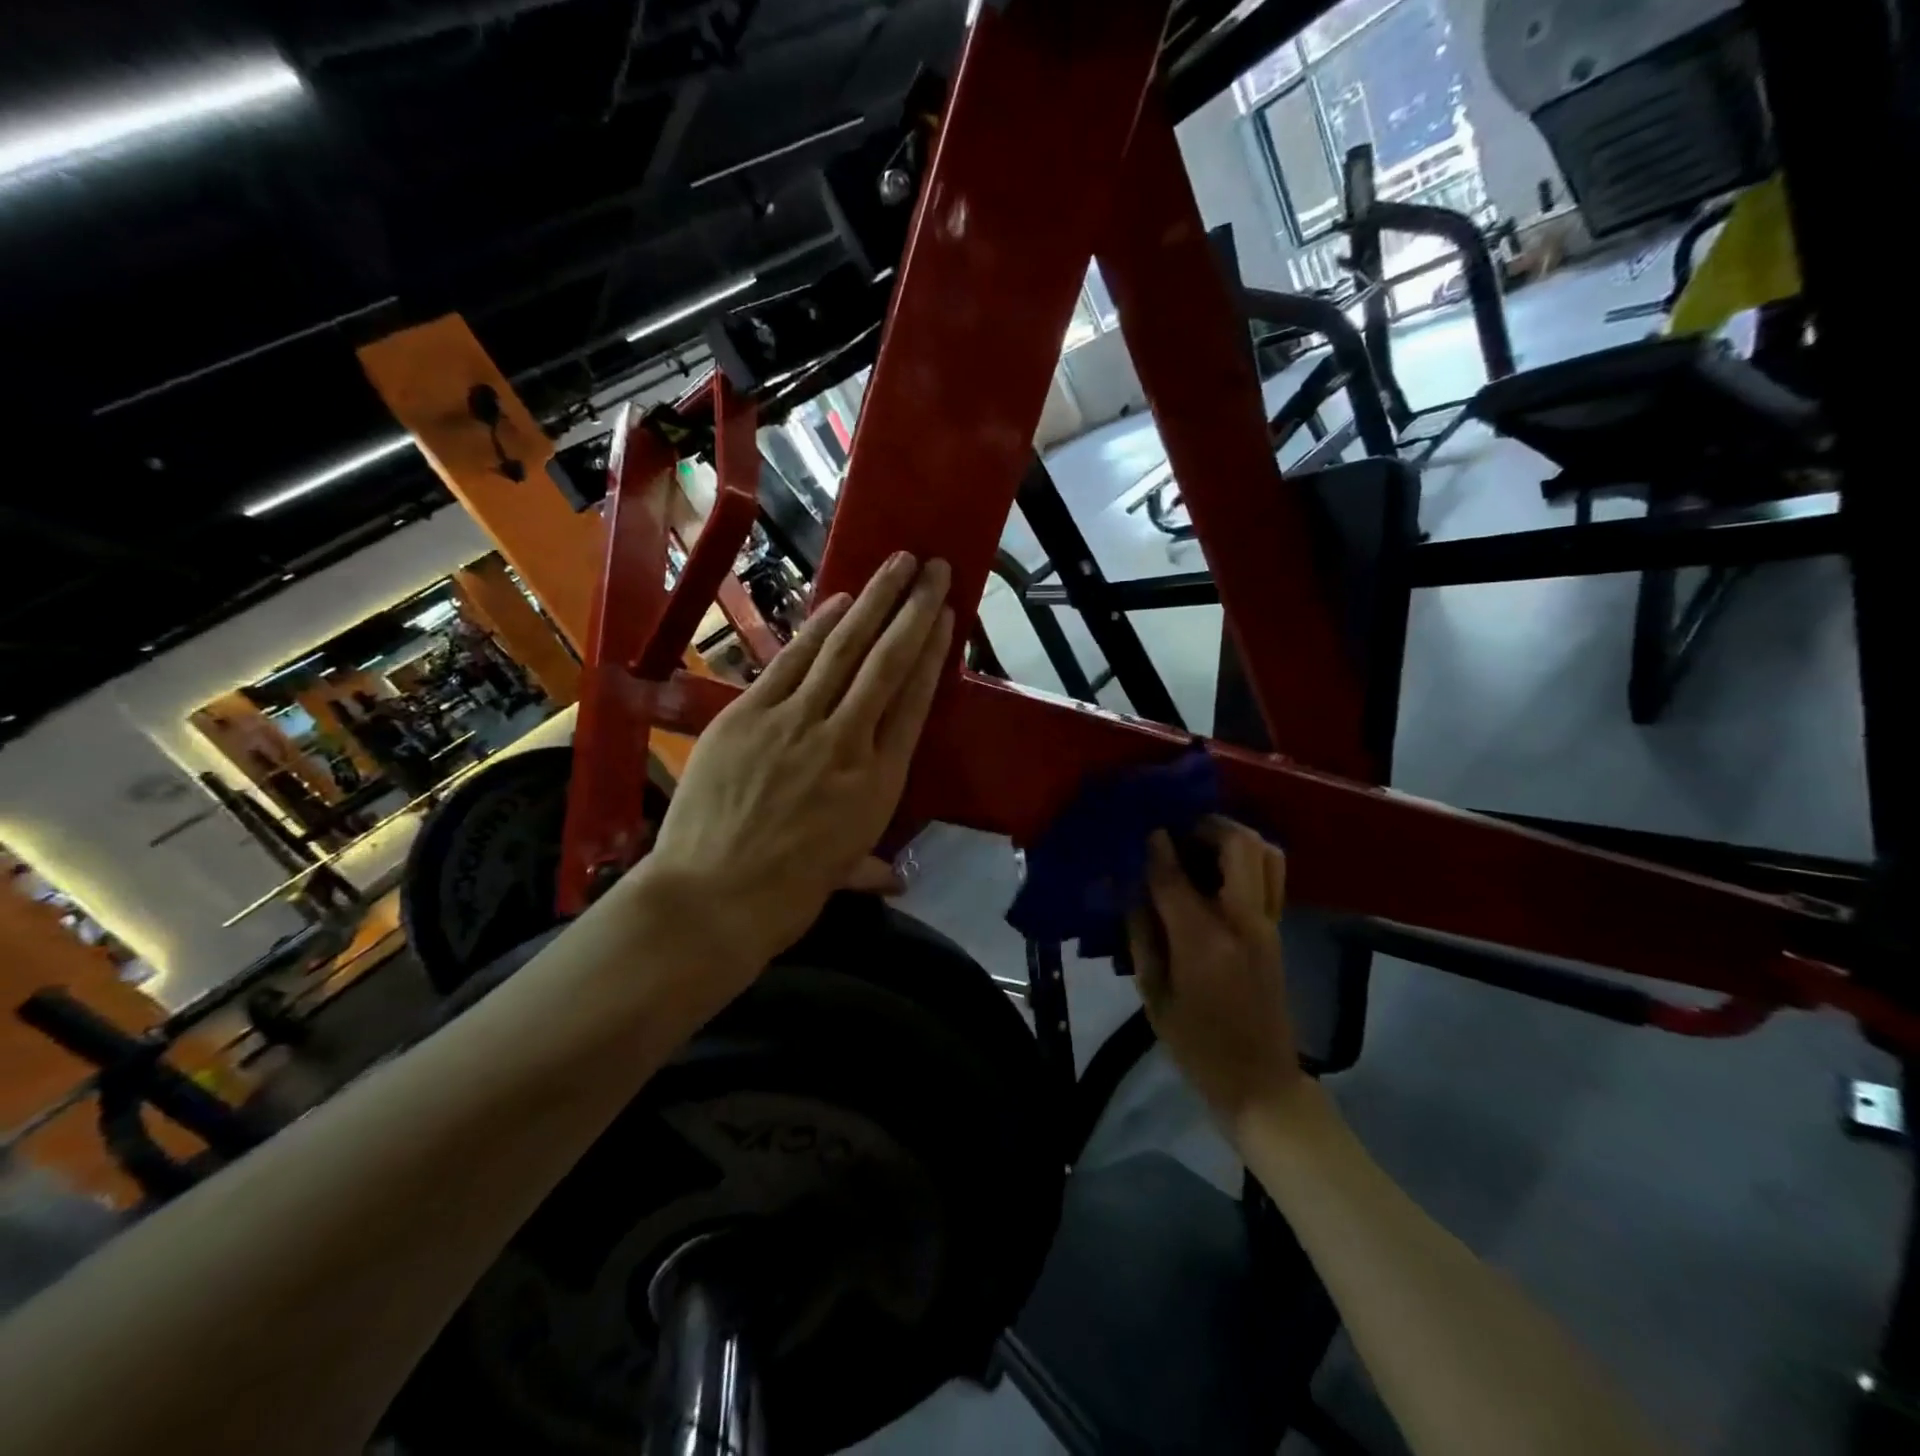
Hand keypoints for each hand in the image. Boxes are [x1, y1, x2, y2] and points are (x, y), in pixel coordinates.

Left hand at [633, 552, 954, 972]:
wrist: (710, 899)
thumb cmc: (784, 896)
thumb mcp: (839, 878)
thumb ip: (870, 867)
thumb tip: (895, 881)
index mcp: (878, 782)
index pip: (913, 702)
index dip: (932, 654)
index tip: (946, 617)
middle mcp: (846, 741)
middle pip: (887, 663)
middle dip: (914, 610)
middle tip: (934, 568)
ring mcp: (795, 722)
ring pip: (844, 649)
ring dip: (872, 601)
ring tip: (896, 565)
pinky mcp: (748, 713)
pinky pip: (791, 661)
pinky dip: (817, 627)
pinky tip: (838, 600)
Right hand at [1126, 818, 1303, 1132]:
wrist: (1260, 1083)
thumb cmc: (1197, 1045)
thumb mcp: (1154, 995)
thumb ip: (1141, 936)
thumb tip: (1130, 889)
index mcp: (1204, 942)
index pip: (1174, 876)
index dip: (1154, 847)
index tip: (1140, 829)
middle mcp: (1244, 922)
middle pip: (1238, 845)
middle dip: (1205, 825)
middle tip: (1176, 829)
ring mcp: (1268, 924)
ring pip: (1266, 853)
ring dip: (1232, 836)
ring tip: (1199, 842)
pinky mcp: (1278, 930)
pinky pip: (1270, 874)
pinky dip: (1246, 857)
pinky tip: (1215, 869)